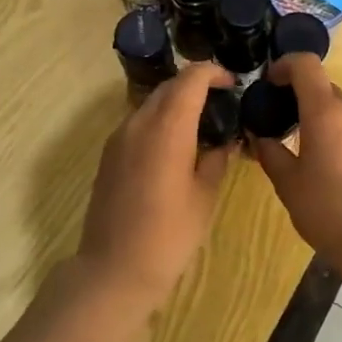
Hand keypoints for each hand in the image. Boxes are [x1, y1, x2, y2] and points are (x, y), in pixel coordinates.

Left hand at [77, 63, 234, 312]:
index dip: (212, 73)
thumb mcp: (205, 196)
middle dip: (195, 86)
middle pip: (169, 87)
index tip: (232, 83)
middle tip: (222, 103)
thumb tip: (224, 140)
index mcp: (166, 129)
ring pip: (151, 104)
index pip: (190, 79)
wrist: (114, 269)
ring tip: (201, 126)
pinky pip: (138, 123)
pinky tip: (176, 146)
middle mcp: (138, 123)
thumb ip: (216, 158)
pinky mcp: (109, 155)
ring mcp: (118, 138)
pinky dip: (160, 122)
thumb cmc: (169, 235)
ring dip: (176, 104)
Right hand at [249, 54, 341, 271]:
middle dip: (301, 98)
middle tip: (283, 125)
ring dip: (324, 119)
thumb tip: (260, 138)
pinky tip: (337, 168)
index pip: (306, 64)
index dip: (285, 65)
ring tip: (310, 151)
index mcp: (325, 111)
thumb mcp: (287, 184)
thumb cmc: (327, 209)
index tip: (270, 83)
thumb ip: (270, 153)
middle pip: (324, 88)